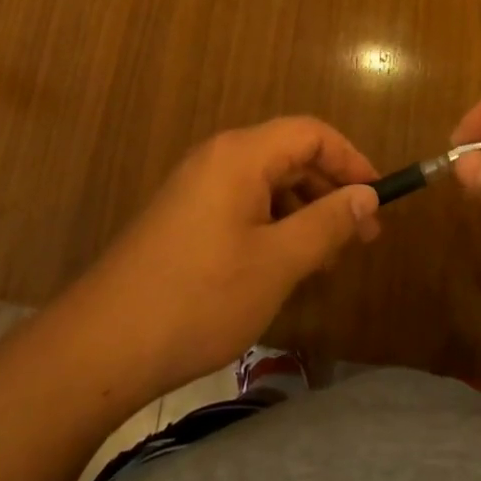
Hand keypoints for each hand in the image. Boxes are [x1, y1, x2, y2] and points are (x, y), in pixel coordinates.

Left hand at [77, 117, 379, 399]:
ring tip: (327, 259)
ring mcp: (197, 187)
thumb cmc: (199, 298)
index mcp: (241, 155)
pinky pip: (244, 205)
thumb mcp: (277, 263)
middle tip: (362, 238)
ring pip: (268, 184)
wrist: (100, 347)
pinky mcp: (185, 217)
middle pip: (290, 156)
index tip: (379, 200)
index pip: (311, 134)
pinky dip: (274, 226)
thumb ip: (328, 223)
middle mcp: (219, 158)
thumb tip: (369, 196)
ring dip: (305, 213)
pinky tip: (286, 267)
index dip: (352, 160)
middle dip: (331, 191)